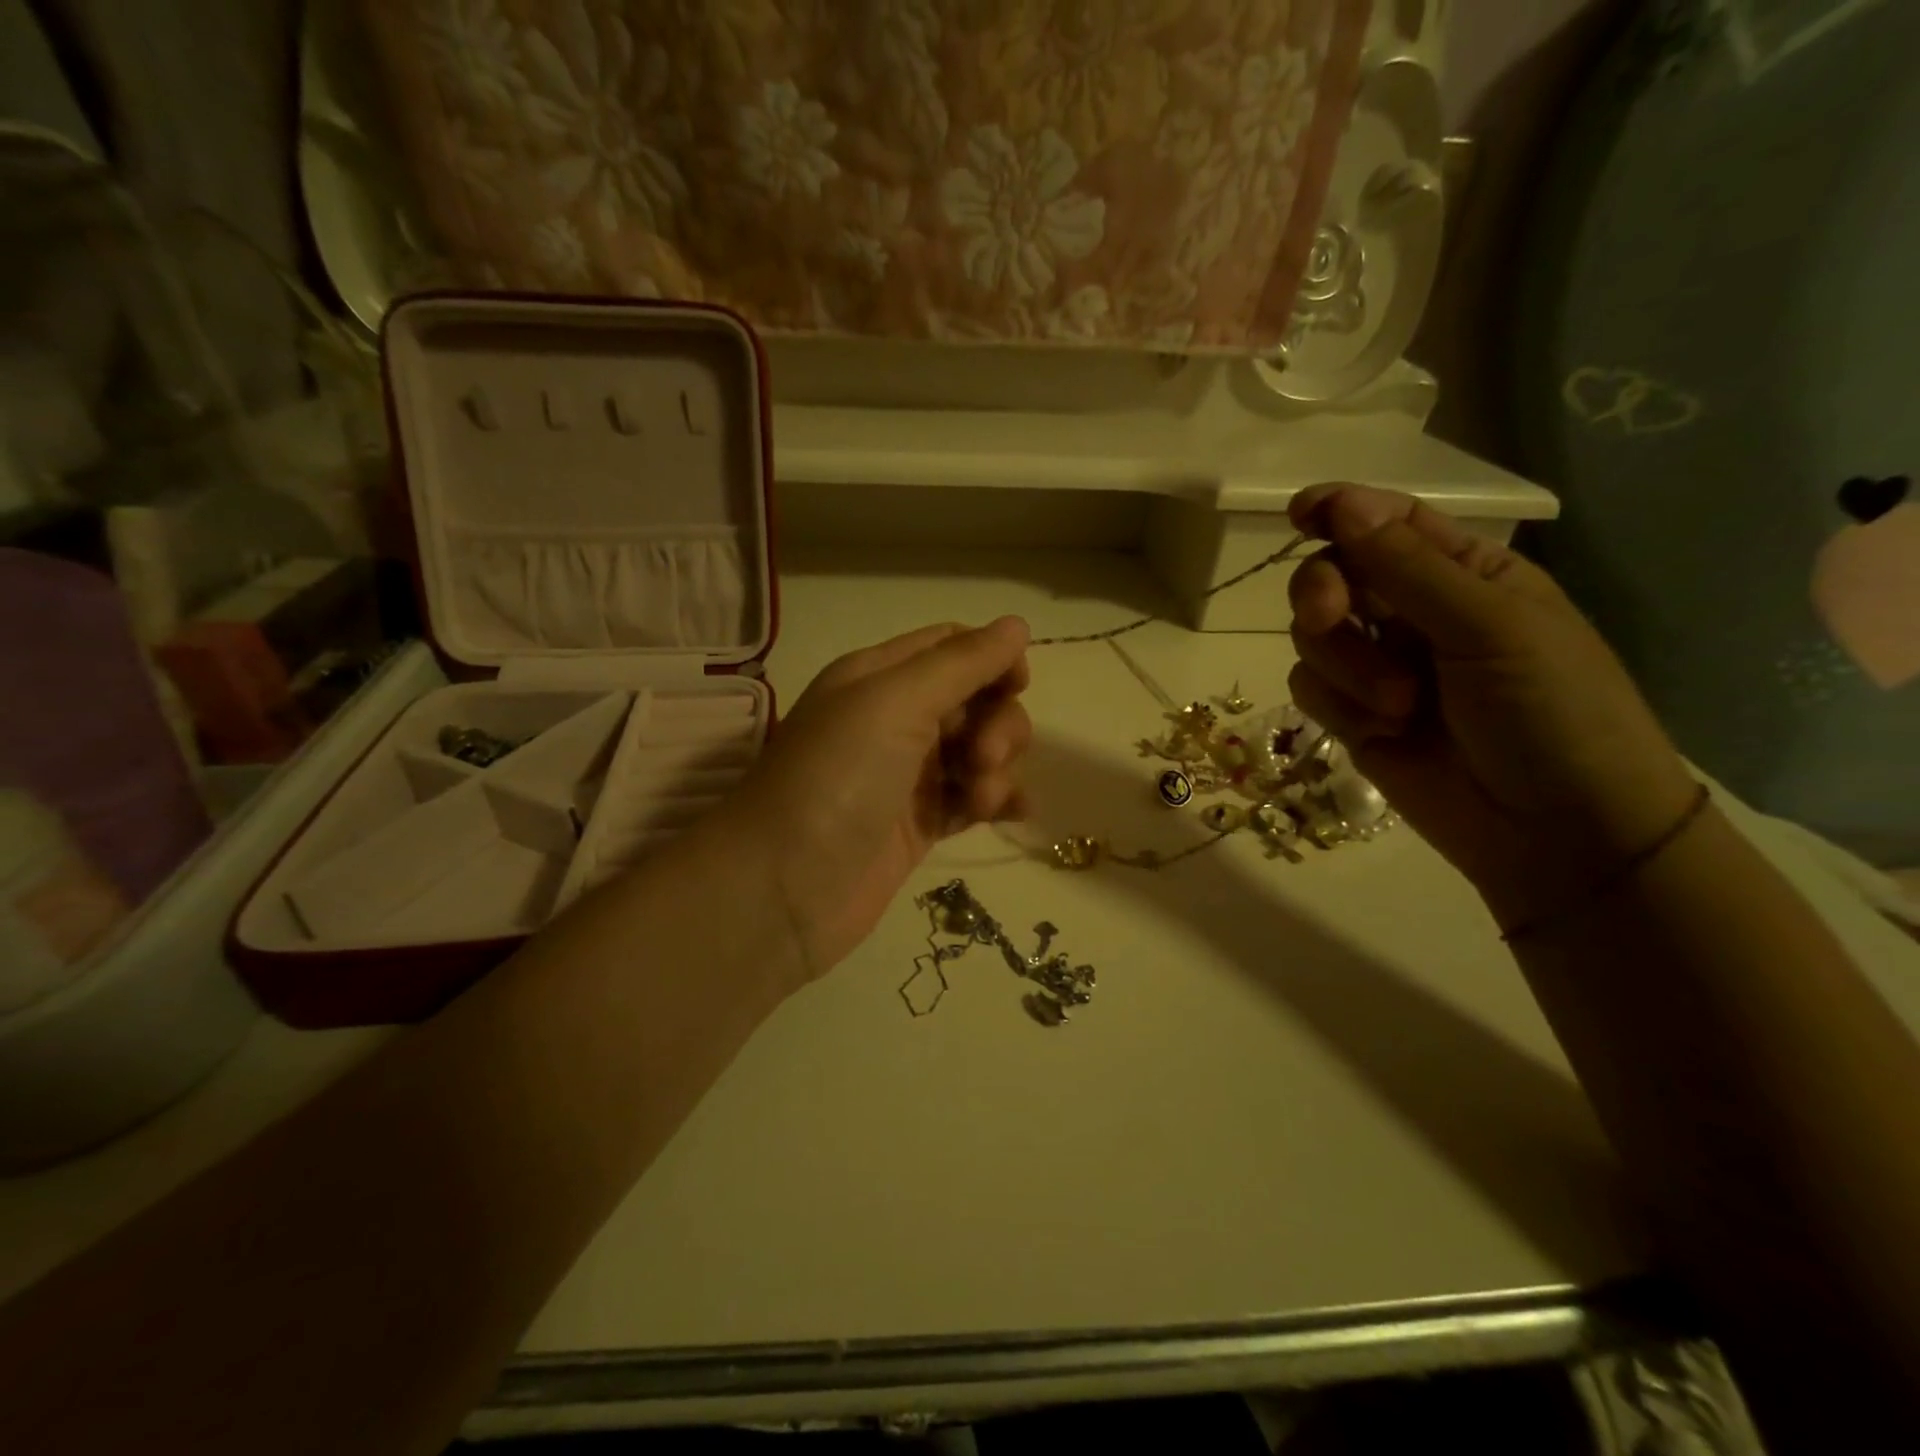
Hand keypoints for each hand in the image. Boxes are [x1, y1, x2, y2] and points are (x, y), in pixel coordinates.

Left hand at [725, 619, 1033, 980]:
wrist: (783, 889)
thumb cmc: (836, 779)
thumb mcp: (893, 703)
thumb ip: (960, 663)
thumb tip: (1016, 625)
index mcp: (879, 677)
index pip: (951, 647)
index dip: (991, 659)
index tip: (1017, 686)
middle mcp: (893, 719)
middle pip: (974, 700)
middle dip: (997, 724)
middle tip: (984, 758)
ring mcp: (907, 775)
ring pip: (978, 751)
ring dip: (997, 767)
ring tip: (981, 799)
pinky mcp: (919, 824)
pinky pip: (972, 799)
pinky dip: (997, 801)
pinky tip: (1012, 814)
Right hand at [1285, 484, 1698, 929]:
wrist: (1554, 832)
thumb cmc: (1550, 713)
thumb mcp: (1490, 626)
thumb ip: (1407, 566)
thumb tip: (1339, 502)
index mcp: (1465, 574)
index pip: (1389, 523)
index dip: (1340, 510)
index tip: (1299, 512)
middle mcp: (1414, 613)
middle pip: (1333, 575)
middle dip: (1324, 592)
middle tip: (1332, 614)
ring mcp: (1379, 666)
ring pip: (1312, 635)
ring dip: (1345, 664)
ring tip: (1398, 705)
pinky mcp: (1353, 716)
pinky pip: (1309, 686)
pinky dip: (1336, 704)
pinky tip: (1380, 730)